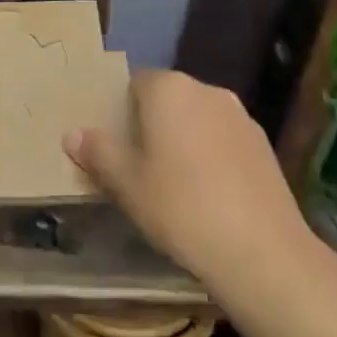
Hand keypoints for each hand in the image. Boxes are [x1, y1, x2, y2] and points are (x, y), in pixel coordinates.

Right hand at [64, 69, 314, 289]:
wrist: (261, 252)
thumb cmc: (180, 207)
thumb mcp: (126, 183)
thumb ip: (98, 152)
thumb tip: (72, 134)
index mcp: (169, 89)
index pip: (134, 84)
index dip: (120, 113)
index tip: (114, 146)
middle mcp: (206, 91)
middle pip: (168, 99)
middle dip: (151, 125)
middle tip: (138, 166)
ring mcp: (240, 117)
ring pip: (198, 120)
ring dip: (183, 140)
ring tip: (173, 184)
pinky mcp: (264, 146)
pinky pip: (223, 140)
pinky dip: (211, 156)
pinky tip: (208, 195)